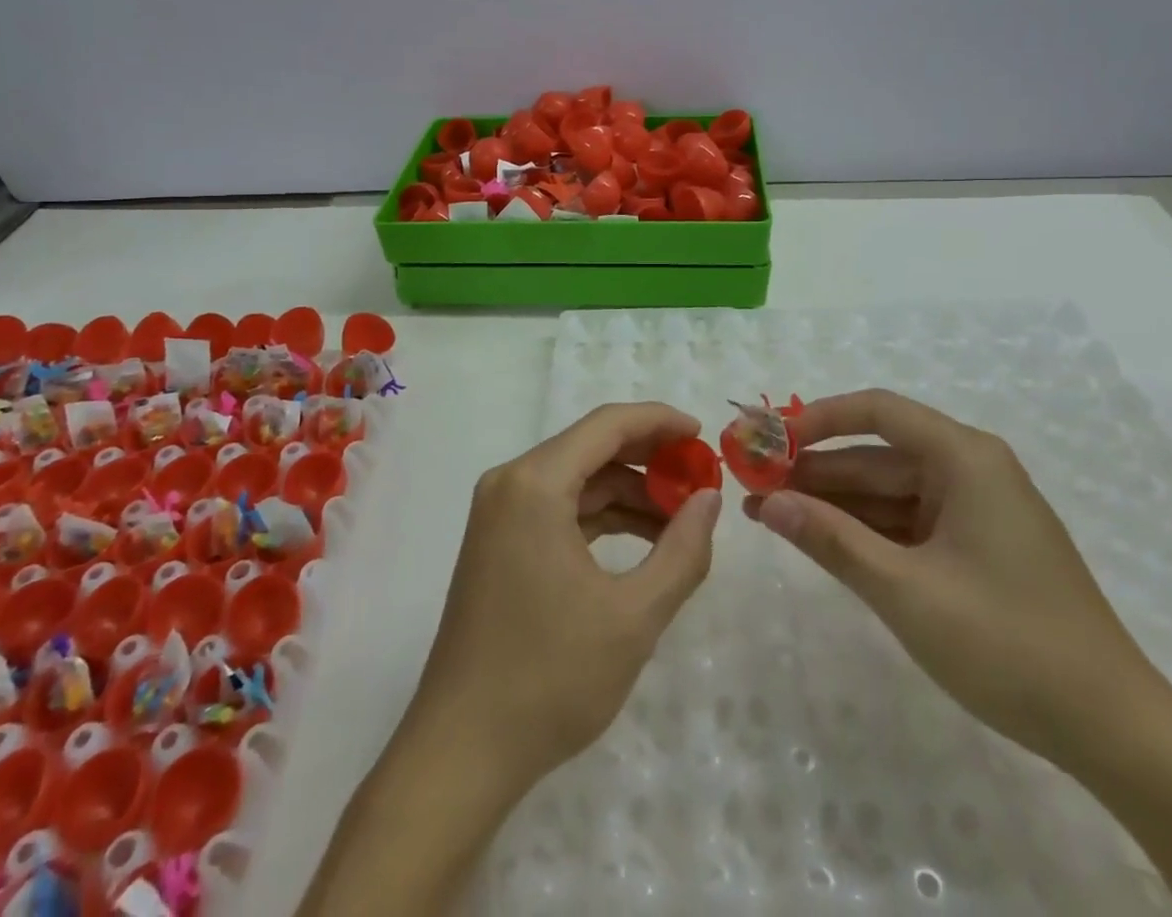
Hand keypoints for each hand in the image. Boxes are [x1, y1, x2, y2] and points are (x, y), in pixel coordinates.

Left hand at [406, 402, 721, 795]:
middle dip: (649, 459)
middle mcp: (510, 483)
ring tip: (681, 520)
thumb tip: (709, 499)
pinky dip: (601, 517)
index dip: (660, 422)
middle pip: (591, 448)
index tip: (704, 436)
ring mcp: (499, 513)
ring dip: (628, 492)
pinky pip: (559, 508)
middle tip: (701, 480)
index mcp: (535, 483)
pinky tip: (641, 541)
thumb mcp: (633, 617)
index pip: (607, 425)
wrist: (462, 751)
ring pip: (576, 479)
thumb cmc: (550, 678)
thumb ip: (682, 551)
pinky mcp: (499, 542)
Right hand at [746, 389, 1160, 767]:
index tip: (768, 439)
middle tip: (753, 484)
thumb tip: (764, 504)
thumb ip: (831, 540)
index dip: (817, 419)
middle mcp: (970, 470)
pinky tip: (818, 539)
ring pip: (887, 491)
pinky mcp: (974, 546)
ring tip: (768, 514)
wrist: (1115, 733)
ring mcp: (974, 510)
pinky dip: (863, 530)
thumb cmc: (1009, 644)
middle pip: (876, 454)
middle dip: (814, 470)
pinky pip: (906, 523)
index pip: (877, 411)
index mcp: (965, 458)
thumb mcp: (906, 591)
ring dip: (832, 503)